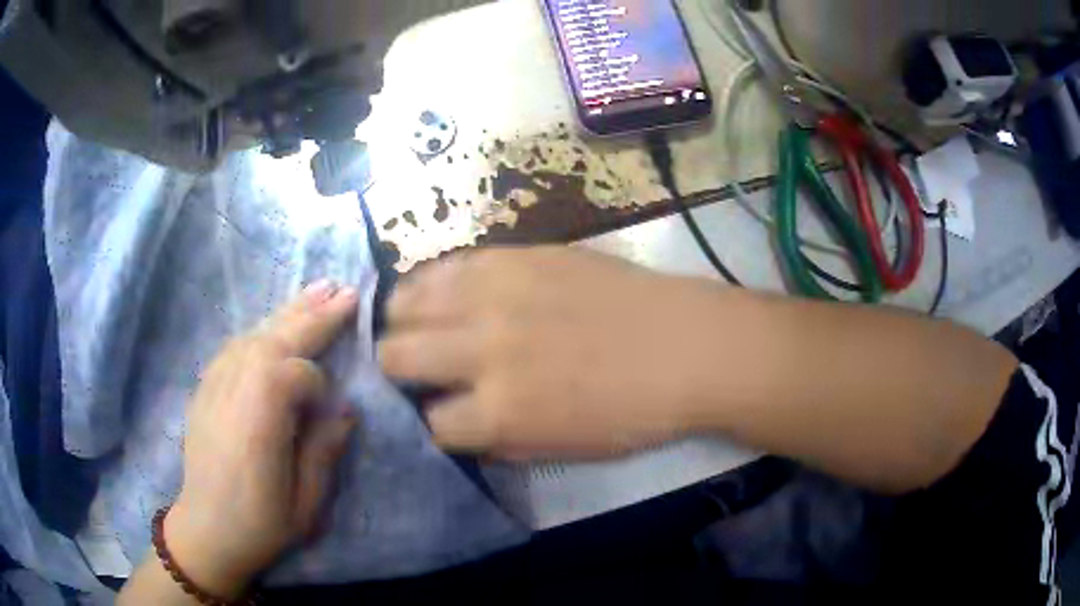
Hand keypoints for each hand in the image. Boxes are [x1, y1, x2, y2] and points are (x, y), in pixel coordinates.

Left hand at [166, 282, 359, 597]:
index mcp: (258, 422)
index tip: (328, 409)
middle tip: (346, 291)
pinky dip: (262, 329)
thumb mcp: (305, 505)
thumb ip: (324, 451)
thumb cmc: (260, 525)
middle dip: (313, 315)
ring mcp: (214, 384)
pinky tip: (277, 325)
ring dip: (289, 312)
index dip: (319, 383)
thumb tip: (345, 410)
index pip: (295, 373)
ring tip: (319, 290)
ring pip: (255, 334)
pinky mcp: (206, 386)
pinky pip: (237, 345)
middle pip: (275, 339)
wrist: (205, 529)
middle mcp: (232, 391)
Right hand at [379, 247, 739, 459]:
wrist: (685, 345)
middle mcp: (482, 350)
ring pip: (406, 302)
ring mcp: (494, 294)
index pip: (430, 423)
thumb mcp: (563, 451)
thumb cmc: (633, 411)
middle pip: (397, 356)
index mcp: (499, 412)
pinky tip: (443, 292)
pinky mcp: (513, 256)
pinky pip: (446, 265)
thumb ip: (500, 441)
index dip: (434, 423)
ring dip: (404, 321)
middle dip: (397, 370)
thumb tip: (460, 423)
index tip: (444, 415)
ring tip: (418, 326)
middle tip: (414, 370)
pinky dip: (432, 284)